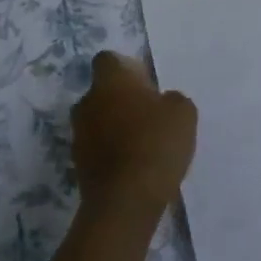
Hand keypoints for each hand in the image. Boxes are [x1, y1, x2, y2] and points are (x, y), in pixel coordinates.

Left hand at [72, 51, 196, 222]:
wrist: (125, 201)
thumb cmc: (155, 144)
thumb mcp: (183, 113)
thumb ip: (171, 99)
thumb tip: (162, 102)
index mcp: (110, 81)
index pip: (108, 59)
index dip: (126, 68)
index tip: (146, 84)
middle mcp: (87, 102)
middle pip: (103, 92)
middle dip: (122, 100)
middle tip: (150, 116)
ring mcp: (79, 135)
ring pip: (98, 120)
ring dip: (116, 127)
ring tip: (144, 145)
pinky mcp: (78, 165)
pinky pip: (97, 148)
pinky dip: (112, 152)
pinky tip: (135, 167)